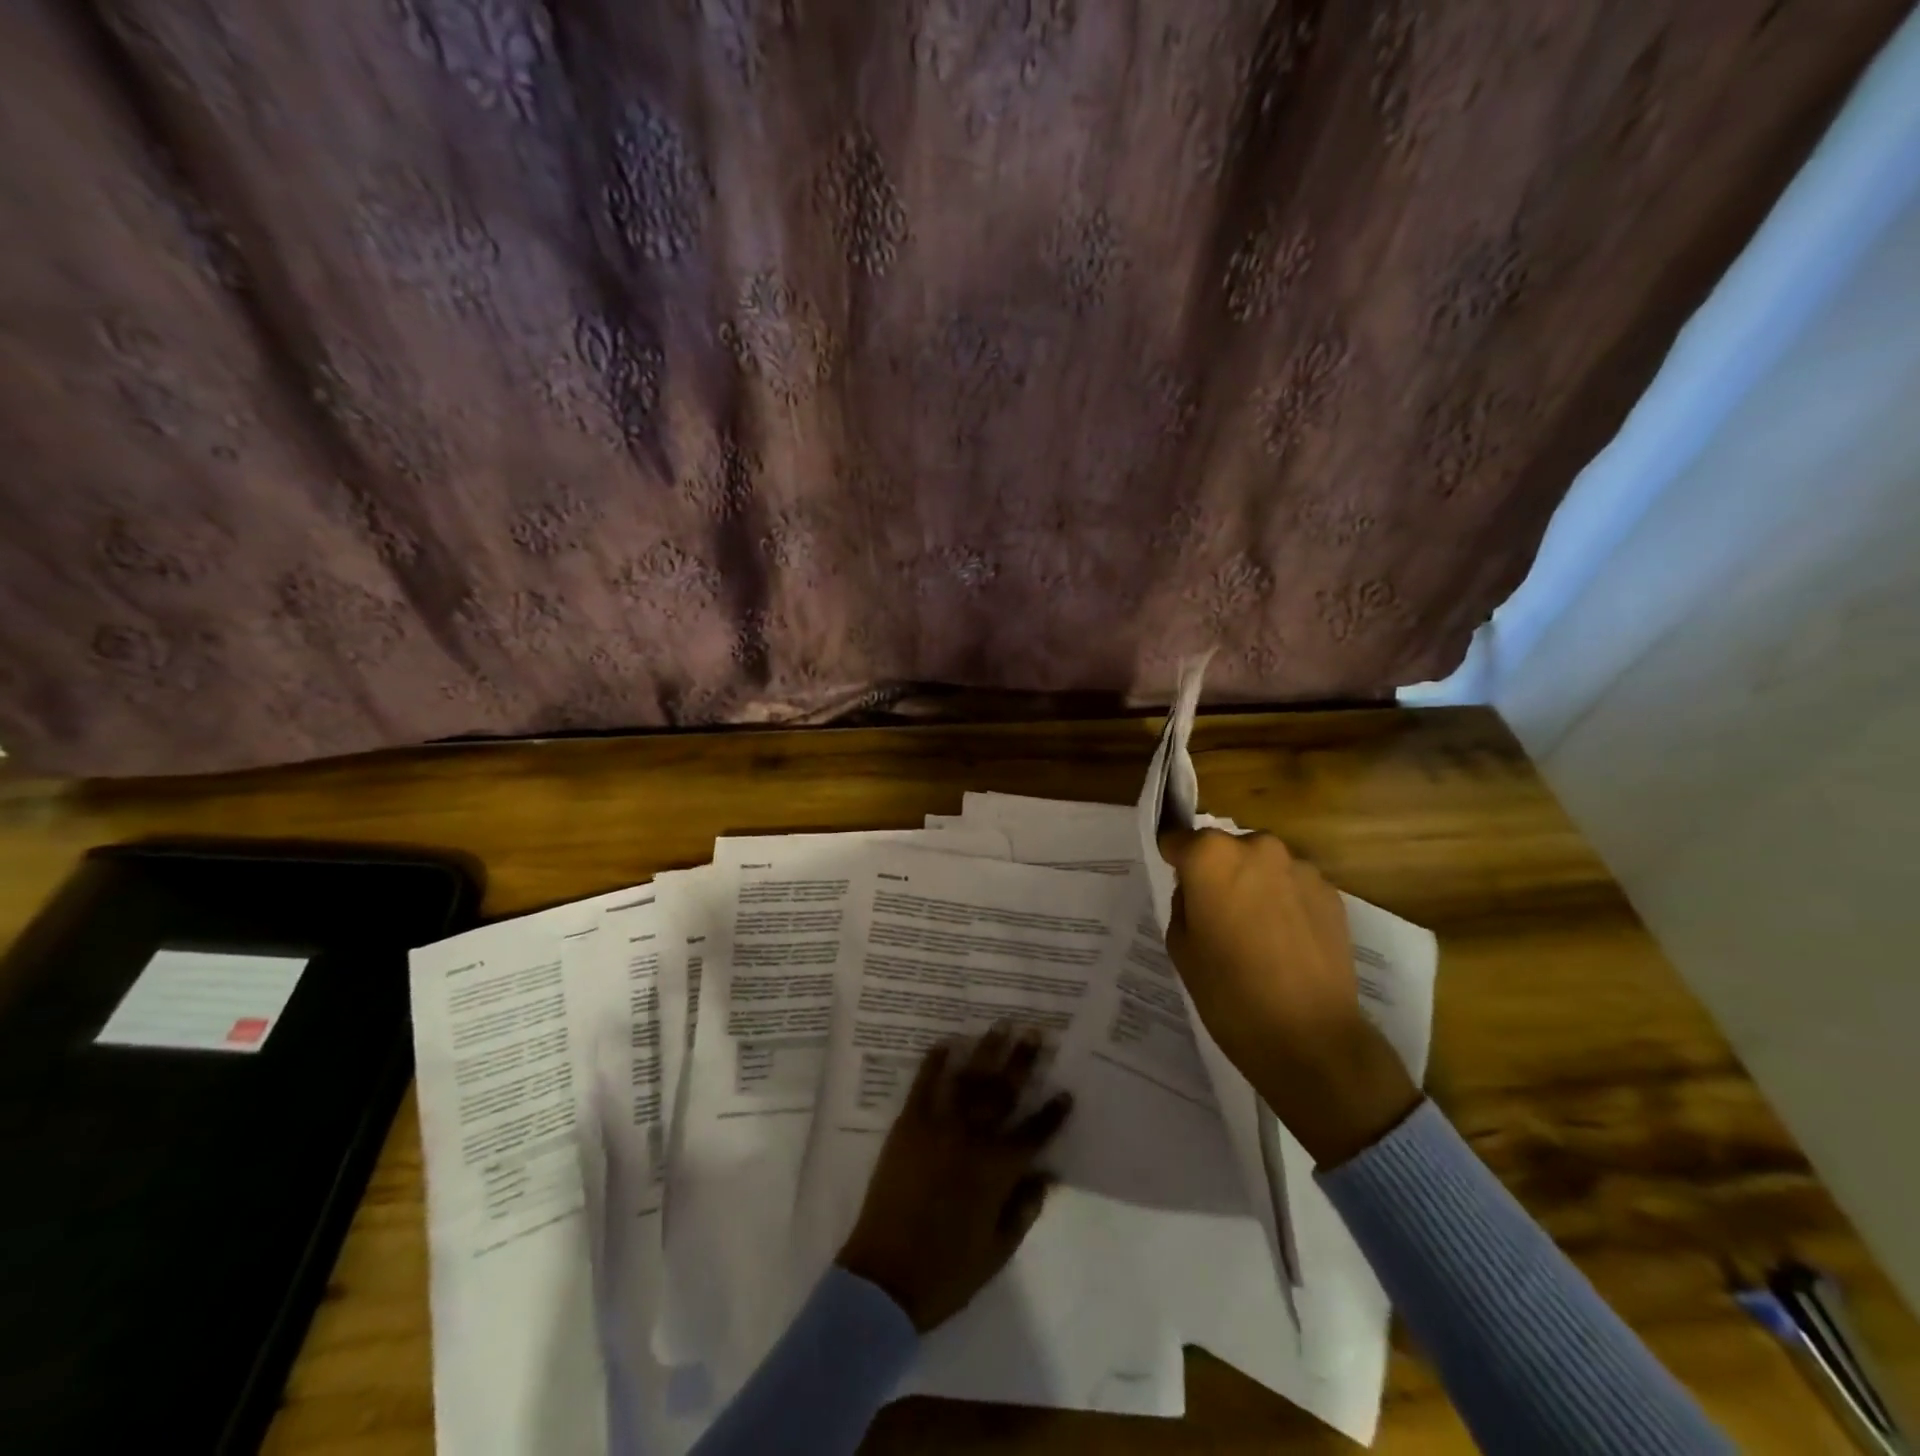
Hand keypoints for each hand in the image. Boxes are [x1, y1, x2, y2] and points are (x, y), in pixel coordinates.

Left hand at [836, 1024, 1072, 1331]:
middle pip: (1003, 1092)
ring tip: (1001, 1024)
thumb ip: (1024, 1208)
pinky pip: (924, 1084)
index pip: (1034, 1133)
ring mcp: (938, 1127)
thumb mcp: (998, 1250)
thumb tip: (1047, 1174)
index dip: (1053, 1113)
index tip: (1066, 1090)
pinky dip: (936, 1060)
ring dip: (987, 1049)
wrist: (885, 1278)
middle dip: (1022, 1060)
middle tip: (1035, 1030)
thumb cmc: (948, 1271)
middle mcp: (972, 1139)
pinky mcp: (908, 1125)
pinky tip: (948, 1041)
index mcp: (998, 1172)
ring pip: (969, 1079)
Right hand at [1158, 828, 1419, 1166]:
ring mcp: (1300, 868)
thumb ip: (1184, 902)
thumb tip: (1198, 890)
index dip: (1173, 860)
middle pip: (1224, 849)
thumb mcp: (1180, 946)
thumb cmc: (1229, 993)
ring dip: (1253, 885)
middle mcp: (1257, 847)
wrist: (1311, 1038)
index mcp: (1210, 856)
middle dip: (1217, 871)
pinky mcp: (1331, 892)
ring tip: (1254, 932)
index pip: (1178, 839)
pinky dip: (1284, 902)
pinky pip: (1293, 886)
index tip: (1174, 882)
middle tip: (1215, 913)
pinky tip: (1284, 942)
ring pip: (1261, 865)